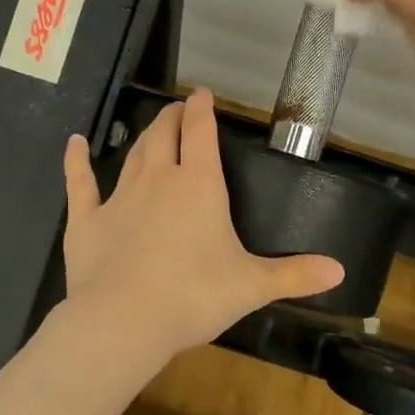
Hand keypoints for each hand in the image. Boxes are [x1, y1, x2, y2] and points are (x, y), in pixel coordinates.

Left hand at [61, 89, 343, 362]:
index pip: (201, 133)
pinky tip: (74, 144)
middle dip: (172, 118)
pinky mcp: (86, 219)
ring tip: (151, 128)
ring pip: (132, 154)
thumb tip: (340, 270)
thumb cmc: (194, 297)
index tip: (202, 94)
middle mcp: (158, 180)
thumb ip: (294, 275)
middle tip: (177, 109)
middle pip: (164, 135)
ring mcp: (119, 197)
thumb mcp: (251, 286)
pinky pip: (80, 183)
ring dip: (143, 137)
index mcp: (199, 186)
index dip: (202, 110)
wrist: (124, 321)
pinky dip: (76, 162)